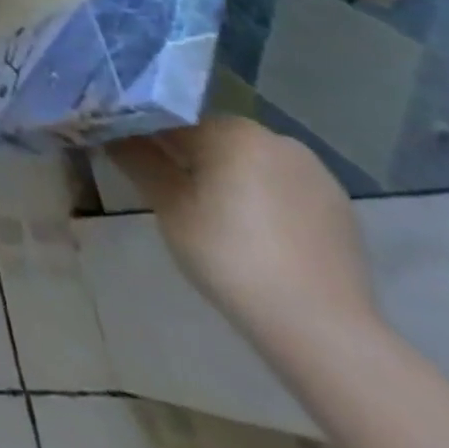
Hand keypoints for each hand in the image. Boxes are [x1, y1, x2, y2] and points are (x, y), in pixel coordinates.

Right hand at [107, 116, 376, 341]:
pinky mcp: (339, 209)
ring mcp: (316, 175)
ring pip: (248, 162)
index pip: (171, 118)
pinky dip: (258, 198)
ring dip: (223, 176)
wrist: (322, 328)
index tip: (124, 155)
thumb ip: (137, 158)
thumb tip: (110, 132)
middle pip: (212, 138)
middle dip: (185, 156)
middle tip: (163, 188)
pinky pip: (281, 188)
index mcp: (234, 131)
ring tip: (206, 213)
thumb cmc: (229, 254)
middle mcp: (278, 140)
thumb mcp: (167, 204)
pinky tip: (249, 231)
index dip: (141, 134)